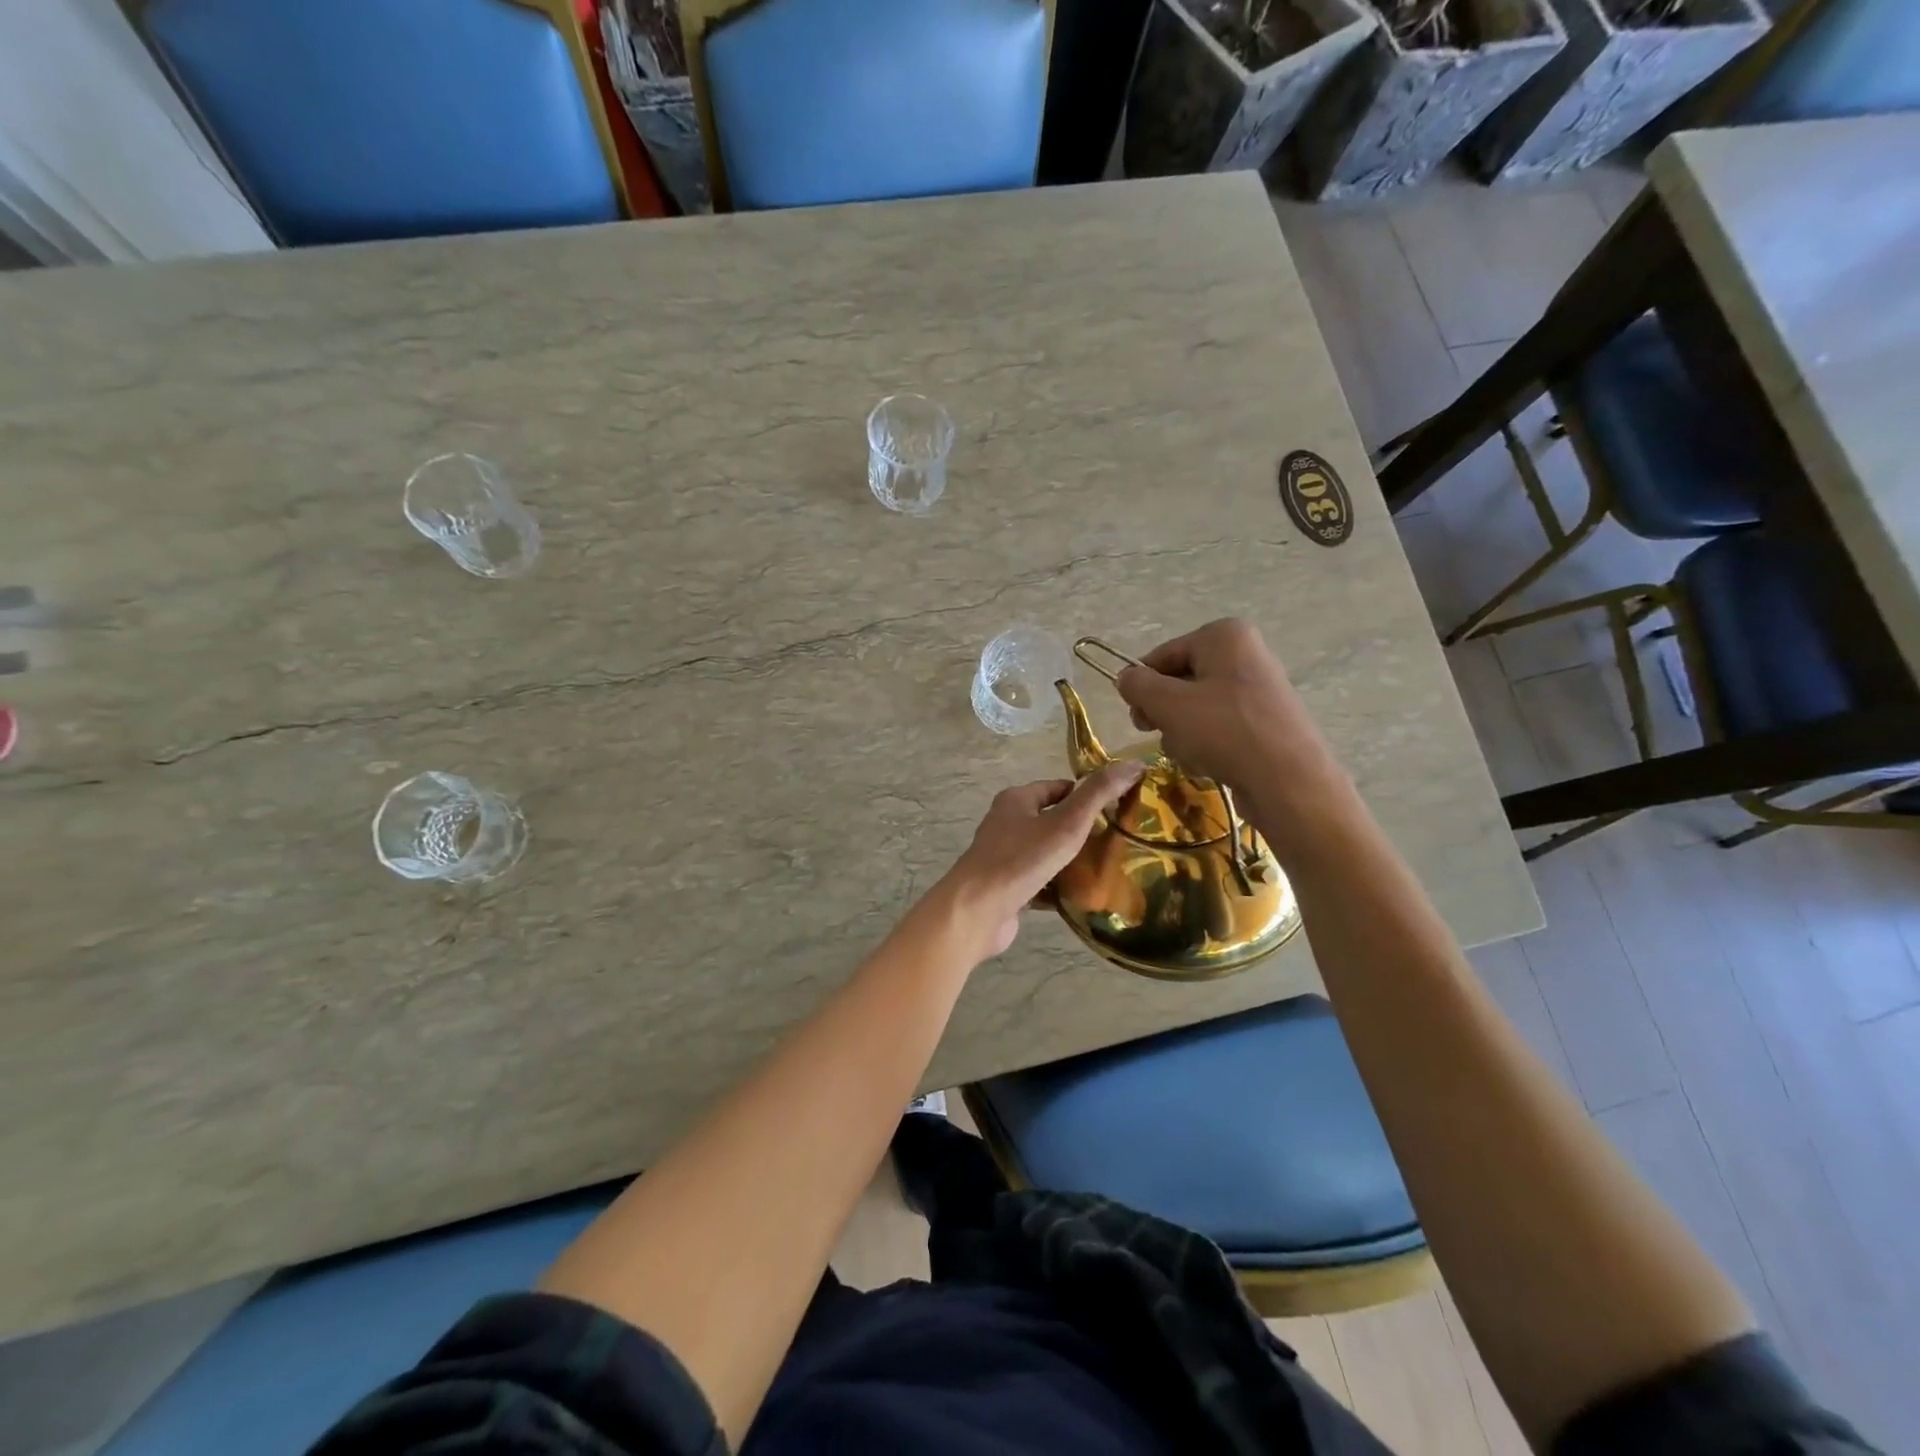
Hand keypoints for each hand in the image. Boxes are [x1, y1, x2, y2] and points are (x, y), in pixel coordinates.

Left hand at [939, 761, 1144, 959]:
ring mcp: (1004, 858)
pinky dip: (1059, 888)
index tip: (1117, 809)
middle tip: (1117, 842)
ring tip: (1107, 870)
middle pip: (1051, 821)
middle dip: (1082, 831)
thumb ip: (1099, 794)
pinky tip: (1083, 898)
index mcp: (1016, 800)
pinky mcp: (1006, 888)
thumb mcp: (1067, 822)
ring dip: (1071, 862)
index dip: (1086, 796)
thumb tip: (1133, 764)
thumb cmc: (1022, 859)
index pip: (1057, 788)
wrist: (978, 910)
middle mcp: (1006, 824)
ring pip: (1046, 854)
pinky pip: (1040, 883)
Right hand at [1114, 619, 1337, 800]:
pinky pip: (1220, 726)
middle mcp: (1245, 654)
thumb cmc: (1224, 731)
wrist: (1288, 781)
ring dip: (1182, 732)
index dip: (1142, 686)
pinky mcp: (1265, 722)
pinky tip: (1208, 762)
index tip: (1136, 717)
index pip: (1162, 655)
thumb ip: (1138, 685)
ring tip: (1189, 753)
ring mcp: (1259, 689)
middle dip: (1164, 711)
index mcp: (1224, 636)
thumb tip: (1125, 678)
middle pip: (1180, 680)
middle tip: (1156, 734)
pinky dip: (1207, 743)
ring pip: (1197, 708)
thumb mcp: (1168, 704)